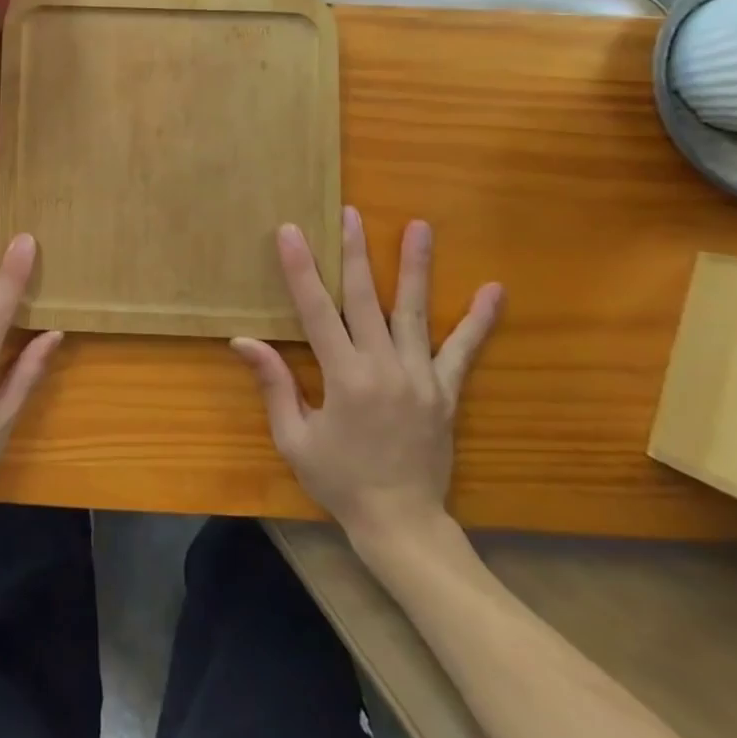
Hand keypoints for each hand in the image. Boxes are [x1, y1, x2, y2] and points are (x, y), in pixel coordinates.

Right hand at [231, 208, 501, 559]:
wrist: (403, 524)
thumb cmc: (340, 480)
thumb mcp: (295, 438)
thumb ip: (273, 385)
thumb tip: (243, 341)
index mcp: (344, 378)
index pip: (316, 311)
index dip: (302, 270)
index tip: (292, 232)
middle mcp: (384, 368)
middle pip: (365, 298)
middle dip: (355, 252)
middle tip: (351, 213)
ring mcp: (420, 377)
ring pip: (413, 312)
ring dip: (415, 267)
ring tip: (420, 226)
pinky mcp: (445, 392)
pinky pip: (462, 351)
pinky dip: (478, 321)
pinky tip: (494, 290)